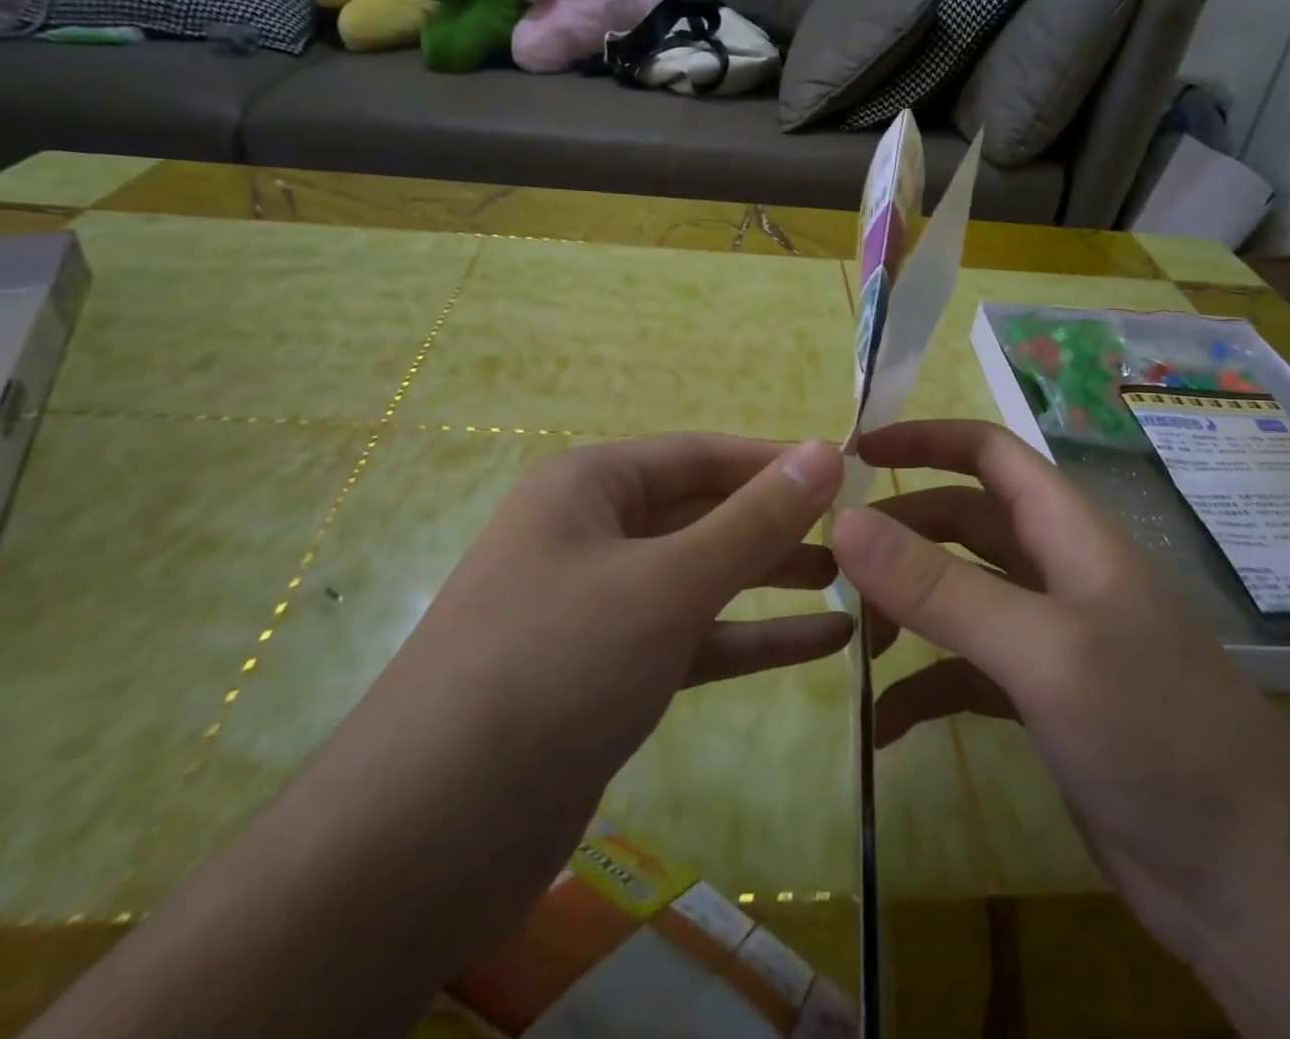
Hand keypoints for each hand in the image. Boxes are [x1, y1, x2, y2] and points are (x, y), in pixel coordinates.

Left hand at [27, 436, 851, 1038]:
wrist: (426, 838)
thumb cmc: (554, 667)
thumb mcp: (667, 583)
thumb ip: (753, 520)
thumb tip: (826, 450)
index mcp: (590, 485)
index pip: (702, 453)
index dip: (776, 460)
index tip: (850, 469)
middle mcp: (591, 532)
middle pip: (704, 513)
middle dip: (779, 523)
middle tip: (862, 532)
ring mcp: (599, 605)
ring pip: (702, 577)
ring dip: (773, 580)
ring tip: (856, 580)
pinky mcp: (609, 672)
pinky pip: (693, 637)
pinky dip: (753, 638)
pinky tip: (826, 644)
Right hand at [832, 420, 1289, 947]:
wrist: (1253, 886)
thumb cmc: (1155, 733)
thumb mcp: (1041, 650)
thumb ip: (940, 586)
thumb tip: (844, 522)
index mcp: (1069, 533)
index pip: (990, 452)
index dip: (925, 439)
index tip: (855, 453)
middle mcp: (1056, 572)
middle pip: (962, 523)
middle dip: (901, 534)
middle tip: (832, 561)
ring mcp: (1050, 638)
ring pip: (959, 596)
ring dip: (907, 609)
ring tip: (857, 642)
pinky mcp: (1042, 699)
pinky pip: (965, 672)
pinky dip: (925, 687)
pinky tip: (886, 723)